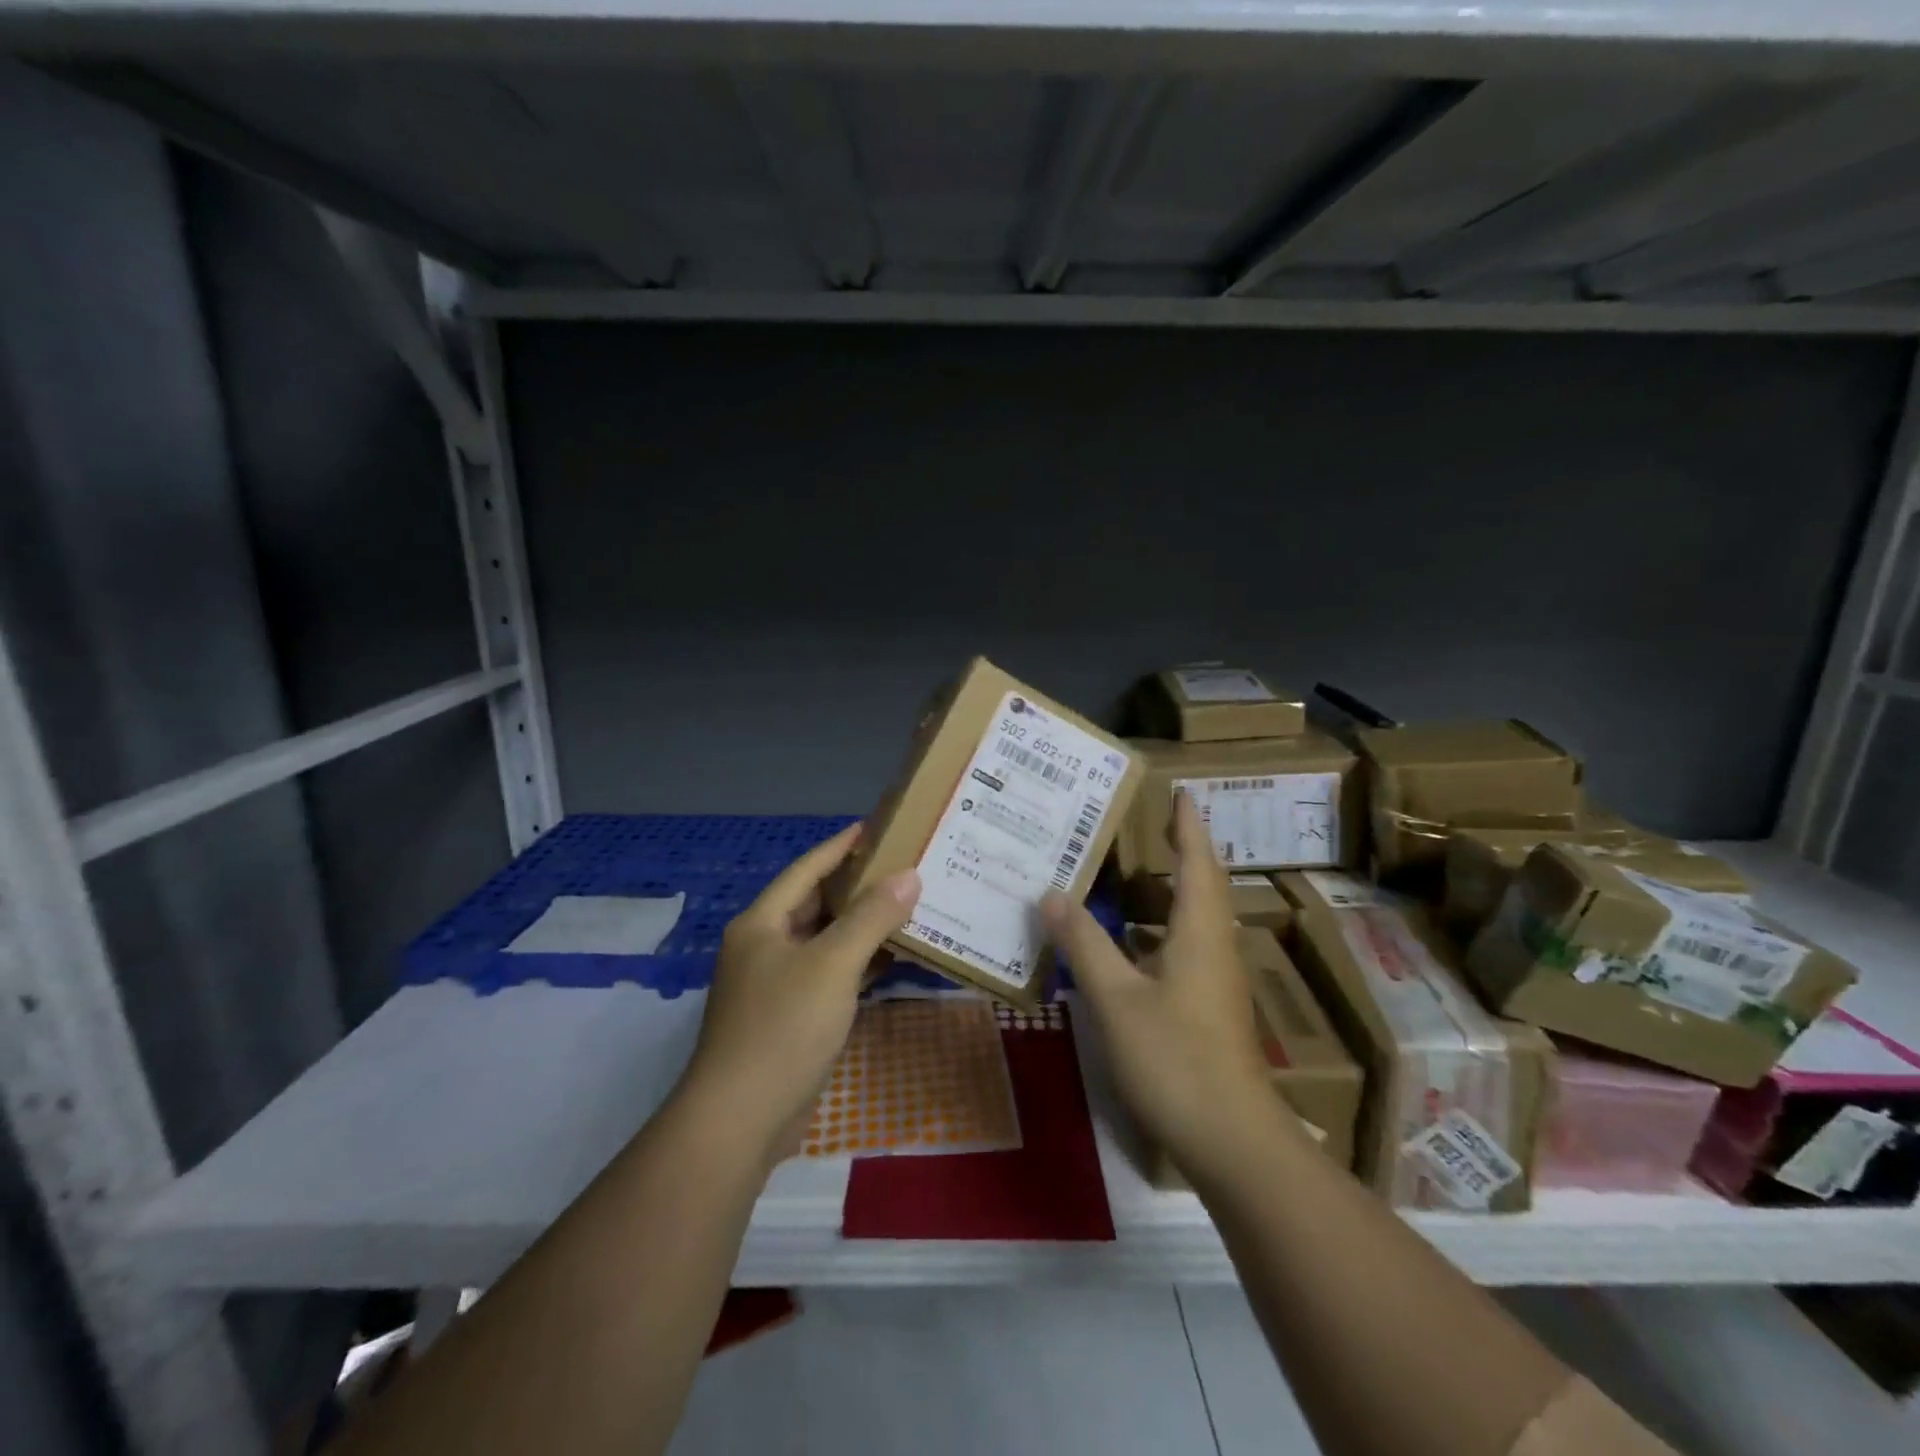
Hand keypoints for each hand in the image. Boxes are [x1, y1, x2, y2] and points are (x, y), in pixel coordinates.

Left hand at [678, 824, 920, 1162]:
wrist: (741, 1120)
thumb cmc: (783, 1027)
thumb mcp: (832, 964)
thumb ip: (871, 917)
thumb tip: (909, 876)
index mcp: (762, 923)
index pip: (807, 869)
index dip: (841, 846)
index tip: (876, 826)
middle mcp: (765, 947)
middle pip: (816, 903)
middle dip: (858, 886)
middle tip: (904, 868)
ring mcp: (776, 985)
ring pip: (826, 941)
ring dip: (862, 926)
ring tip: (908, 907)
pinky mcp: (790, 1018)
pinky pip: (830, 975)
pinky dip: (859, 964)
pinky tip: (893, 960)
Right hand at [1042, 793, 1279, 1182]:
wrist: (1233, 1141)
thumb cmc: (1176, 1060)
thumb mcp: (1117, 999)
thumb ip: (1084, 944)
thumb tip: (1053, 893)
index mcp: (1199, 933)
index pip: (1198, 863)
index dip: (1189, 826)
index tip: (1183, 793)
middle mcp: (1214, 949)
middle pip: (1203, 887)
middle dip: (1184, 852)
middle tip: (1153, 827)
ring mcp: (1216, 982)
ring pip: (1196, 921)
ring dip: (1173, 892)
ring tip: (1136, 877)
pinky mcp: (1210, 1011)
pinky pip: (1187, 949)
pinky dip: (1163, 930)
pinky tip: (1134, 946)